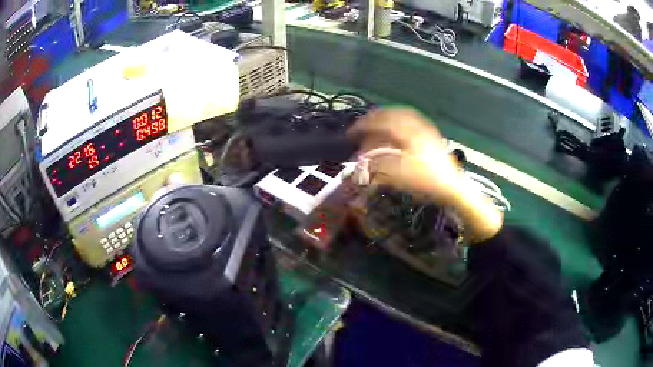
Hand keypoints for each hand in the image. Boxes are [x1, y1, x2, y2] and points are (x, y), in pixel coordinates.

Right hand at [347, 107, 502, 241]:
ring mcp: (427, 131)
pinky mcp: (432, 138)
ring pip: (404, 116)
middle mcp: (417, 127)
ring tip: (378, 125)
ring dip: (388, 119)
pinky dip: (401, 123)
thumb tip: (361, 162)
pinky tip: (399, 132)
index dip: (364, 126)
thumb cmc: (428, 182)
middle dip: (376, 118)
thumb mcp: (400, 176)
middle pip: (393, 114)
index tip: (352, 133)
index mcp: (408, 134)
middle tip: (364, 125)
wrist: (454, 188)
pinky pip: (414, 123)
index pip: (381, 123)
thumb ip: (377, 167)